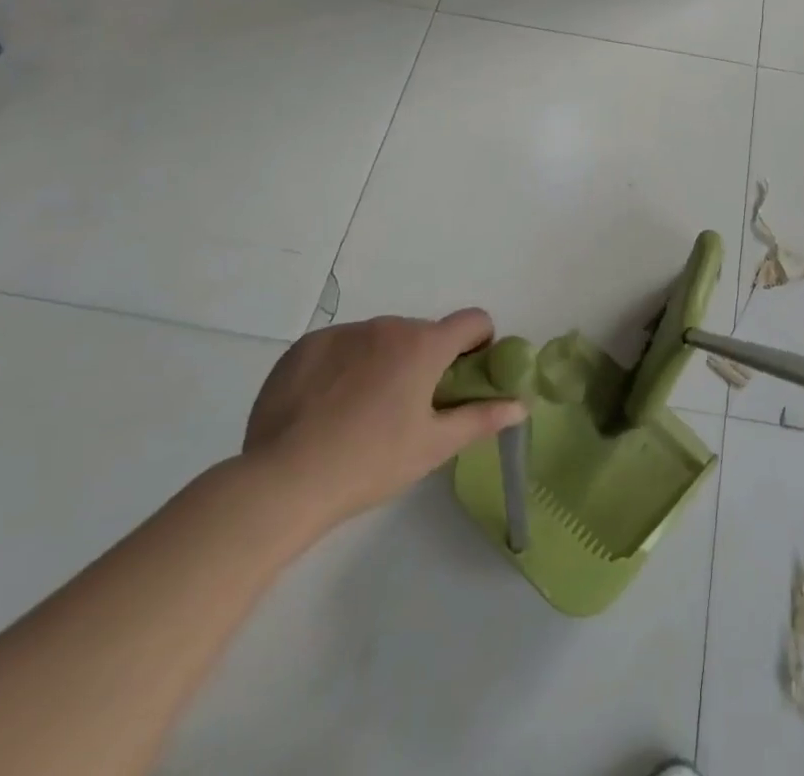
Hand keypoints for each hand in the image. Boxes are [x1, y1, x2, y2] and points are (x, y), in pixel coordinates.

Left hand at [243, 310, 525, 536]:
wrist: (281, 482)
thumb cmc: (370, 463)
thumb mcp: (433, 446)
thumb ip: (481, 418)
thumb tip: (521, 404)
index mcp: (423, 345)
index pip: (473, 320)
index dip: (479, 344)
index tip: (466, 377)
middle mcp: (387, 326)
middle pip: (422, 333)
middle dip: (426, 360)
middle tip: (410, 408)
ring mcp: (342, 332)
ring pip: (379, 339)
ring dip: (384, 361)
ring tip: (361, 413)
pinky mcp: (304, 346)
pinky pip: (339, 346)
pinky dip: (344, 366)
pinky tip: (325, 408)